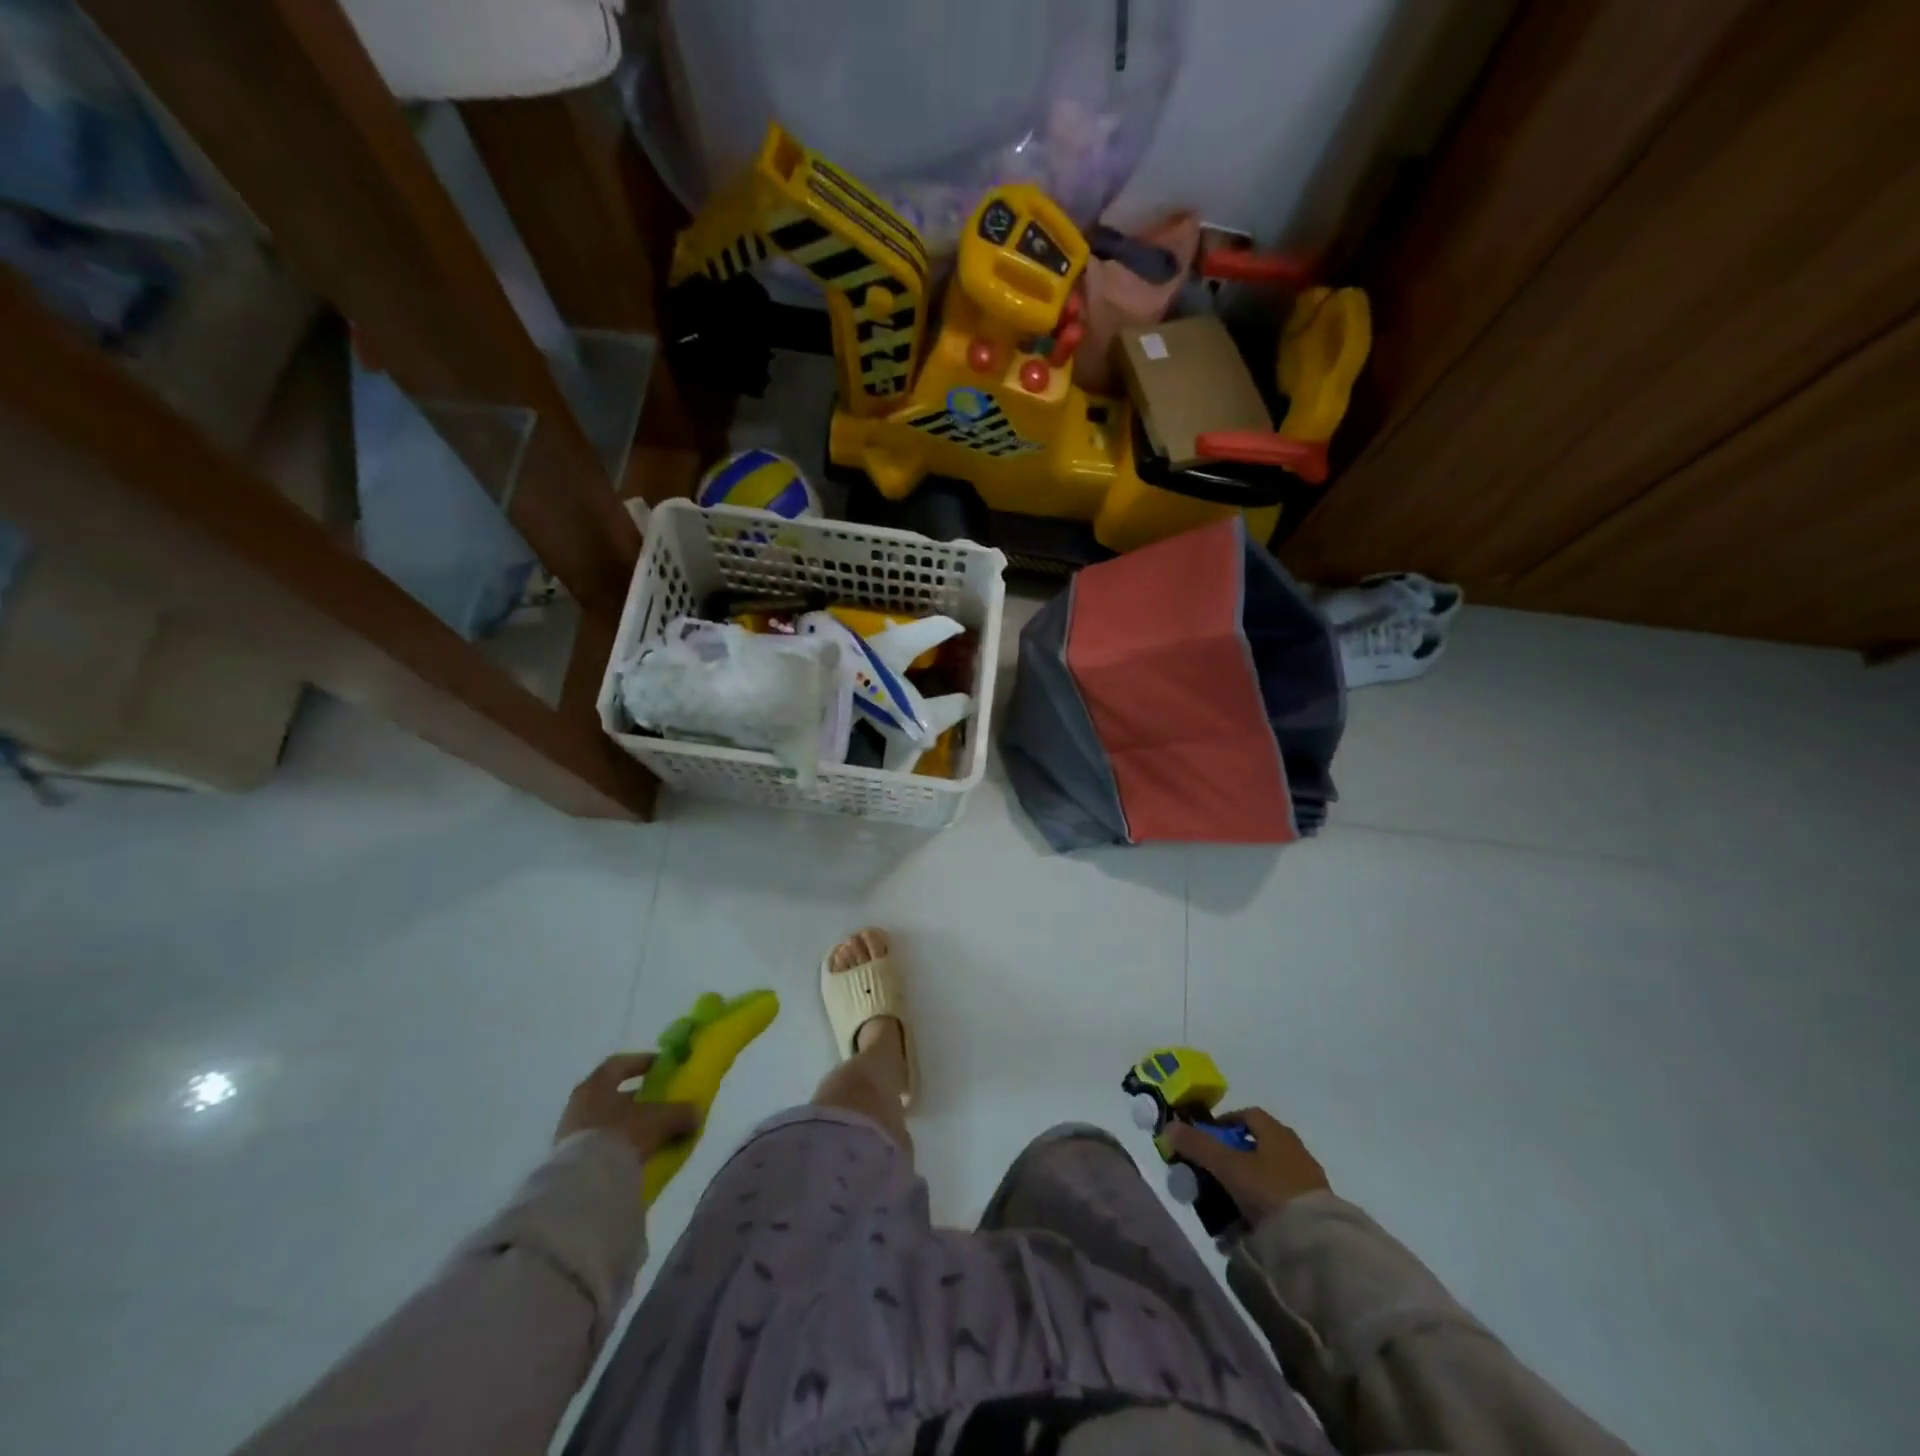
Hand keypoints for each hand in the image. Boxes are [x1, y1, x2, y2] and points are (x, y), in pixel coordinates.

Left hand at [555, 1054, 699, 1163]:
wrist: (582, 1187)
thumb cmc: (621, 1135)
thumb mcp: (660, 1120)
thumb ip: (681, 1113)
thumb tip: (696, 1113)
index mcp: (597, 1084)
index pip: (620, 1063)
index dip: (643, 1062)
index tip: (662, 1067)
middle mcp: (580, 1104)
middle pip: (614, 1094)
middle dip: (639, 1099)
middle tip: (662, 1104)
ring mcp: (571, 1134)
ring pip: (607, 1121)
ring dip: (629, 1125)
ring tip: (654, 1134)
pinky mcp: (570, 1162)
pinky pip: (601, 1146)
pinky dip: (620, 1147)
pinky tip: (638, 1156)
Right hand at [1166, 1108, 1329, 1224]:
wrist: (1317, 1241)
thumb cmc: (1269, 1190)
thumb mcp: (1227, 1166)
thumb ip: (1197, 1145)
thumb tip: (1168, 1127)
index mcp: (1276, 1132)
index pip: (1247, 1115)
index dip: (1225, 1122)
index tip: (1207, 1139)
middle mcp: (1294, 1149)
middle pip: (1257, 1146)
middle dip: (1233, 1158)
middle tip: (1214, 1175)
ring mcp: (1307, 1180)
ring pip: (1268, 1176)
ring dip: (1246, 1186)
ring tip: (1226, 1208)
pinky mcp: (1314, 1209)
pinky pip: (1279, 1201)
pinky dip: (1262, 1209)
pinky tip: (1249, 1229)